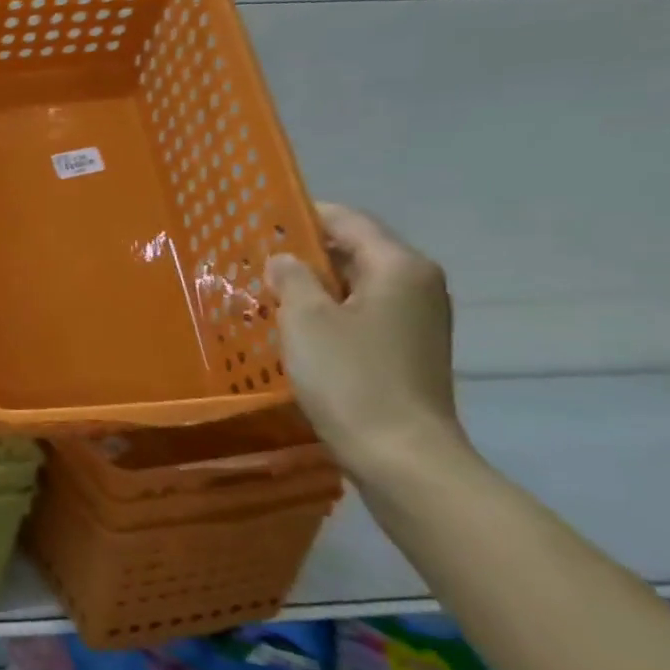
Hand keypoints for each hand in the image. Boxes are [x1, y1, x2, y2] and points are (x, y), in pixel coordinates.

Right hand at [265, 204, 467, 482]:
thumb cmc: (350, 377)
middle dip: (304, 253)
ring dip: (313, 286)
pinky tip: (293, 327)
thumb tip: (285, 258)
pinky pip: (361, 314)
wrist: (400, 453)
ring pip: (355, 285)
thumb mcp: (305, 319)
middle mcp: (417, 285)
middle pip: (354, 252)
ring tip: (265, 292)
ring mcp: (416, 320)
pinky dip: (328, 312)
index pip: (348, 221)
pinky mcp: (406, 349)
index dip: (303, 215)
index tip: (259, 219)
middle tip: (253, 259)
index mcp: (399, 267)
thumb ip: (291, 277)